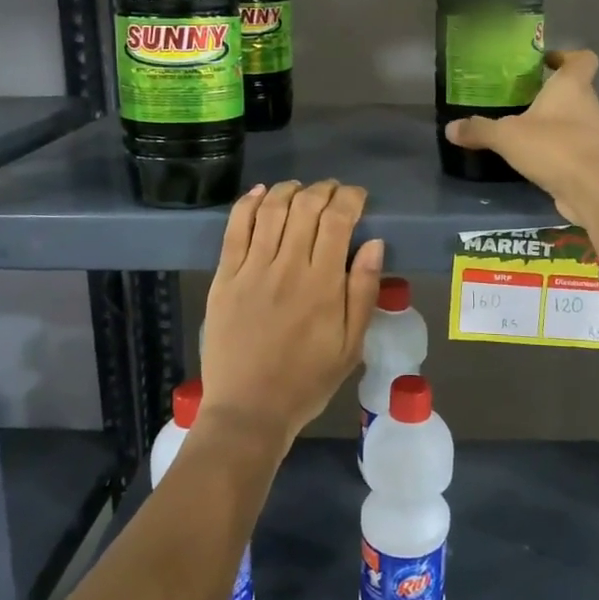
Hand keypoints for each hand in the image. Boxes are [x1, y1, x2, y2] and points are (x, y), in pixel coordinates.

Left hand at [200, 180, 384, 449]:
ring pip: (271, 210)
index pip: (338, 221)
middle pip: (305, 207)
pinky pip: (235, 228)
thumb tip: (374, 243)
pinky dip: (248, 203)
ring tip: (301, 190)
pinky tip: (260, 193)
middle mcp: (288, 267)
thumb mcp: (352, 345)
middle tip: (332, 192)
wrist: (249, 410)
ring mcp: (251, 270)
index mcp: (323, 285)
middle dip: (324, 190)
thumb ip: (364, 291)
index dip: (350, 198)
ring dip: (289, 190)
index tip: (358, 197)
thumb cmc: (307, 380)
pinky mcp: (224, 277)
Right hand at [443, 49, 598, 229]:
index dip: (566, 56)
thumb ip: (479, 130)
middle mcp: (589, 106)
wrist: (596, 191)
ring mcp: (596, 135)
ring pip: (576, 120)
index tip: (546, 62)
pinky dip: (559, 150)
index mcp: (572, 87)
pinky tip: (536, 160)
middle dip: (552, 94)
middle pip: (576, 90)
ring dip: (555, 124)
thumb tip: (450, 128)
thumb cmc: (555, 147)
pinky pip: (575, 148)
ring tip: (525, 131)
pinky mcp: (595, 162)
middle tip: (522, 99)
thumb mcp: (507, 137)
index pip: (582, 59)